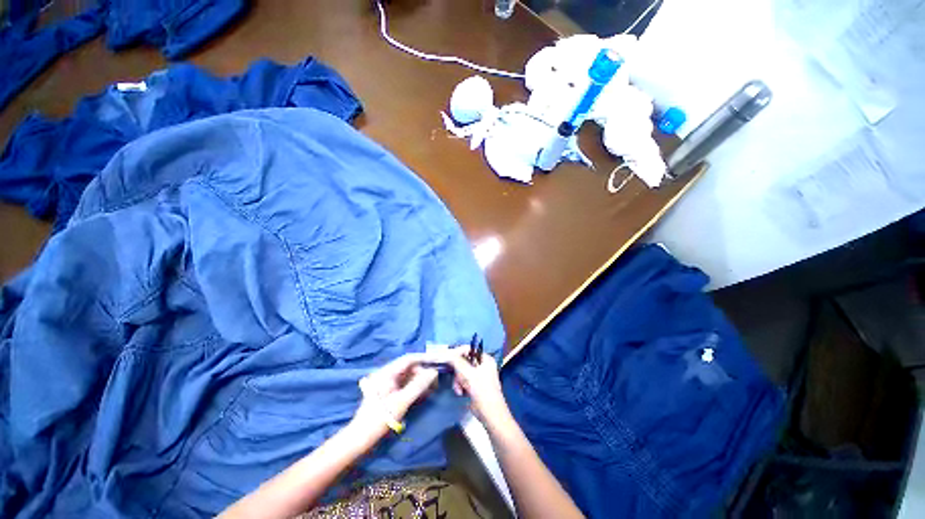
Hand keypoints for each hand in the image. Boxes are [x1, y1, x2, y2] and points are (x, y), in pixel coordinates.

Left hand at [351, 354, 437, 436]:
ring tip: (432, 387)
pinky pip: (405, 384)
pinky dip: (414, 387)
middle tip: (436, 379)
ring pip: (408, 376)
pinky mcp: (388, 392)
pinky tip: (423, 393)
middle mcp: (386, 374)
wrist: (360, 439)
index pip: (409, 359)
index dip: (424, 358)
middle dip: (423, 372)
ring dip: (420, 380)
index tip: (438, 359)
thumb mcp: (401, 401)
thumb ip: (418, 385)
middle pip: (409, 367)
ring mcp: (387, 383)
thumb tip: (433, 372)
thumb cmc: (379, 419)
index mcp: (386, 372)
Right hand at [431, 347, 510, 425]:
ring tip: (459, 389)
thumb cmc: (481, 390)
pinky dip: (460, 386)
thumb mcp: (467, 373)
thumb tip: (447, 354)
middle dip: (458, 372)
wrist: (490, 414)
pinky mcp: (475, 386)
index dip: (458, 353)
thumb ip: (456, 361)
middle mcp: (483, 365)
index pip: (469, 349)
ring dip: (458, 380)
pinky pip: (463, 380)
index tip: (448, 358)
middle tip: (457, 378)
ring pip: (462, 372)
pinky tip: (461, 393)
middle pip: (464, 361)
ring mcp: (479, 376)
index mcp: (485, 359)